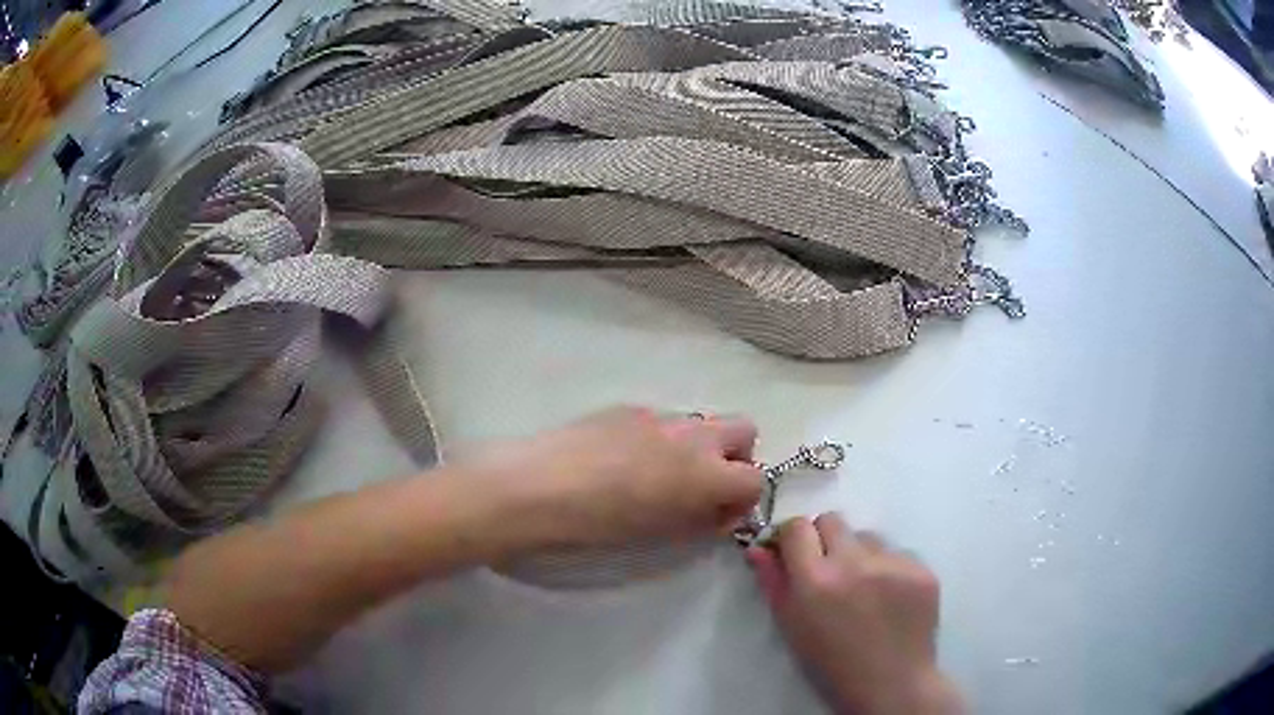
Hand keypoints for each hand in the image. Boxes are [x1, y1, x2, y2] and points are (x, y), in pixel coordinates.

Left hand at [466, 407, 763, 548]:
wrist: (539, 486)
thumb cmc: (601, 523)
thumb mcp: (661, 534)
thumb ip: (702, 521)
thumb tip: (719, 513)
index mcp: (707, 471)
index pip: (755, 478)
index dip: (742, 501)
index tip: (718, 518)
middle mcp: (693, 434)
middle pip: (744, 429)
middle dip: (735, 458)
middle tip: (702, 488)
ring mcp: (659, 415)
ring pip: (701, 422)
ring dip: (696, 447)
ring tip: (656, 475)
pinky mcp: (628, 407)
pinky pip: (662, 421)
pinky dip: (660, 439)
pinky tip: (623, 461)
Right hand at [747, 514, 962, 714]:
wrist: (890, 682)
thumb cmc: (831, 661)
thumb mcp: (792, 627)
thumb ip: (773, 583)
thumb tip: (759, 547)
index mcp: (816, 580)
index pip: (797, 527)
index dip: (793, 538)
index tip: (795, 552)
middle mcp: (855, 563)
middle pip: (832, 520)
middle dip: (825, 539)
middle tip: (829, 569)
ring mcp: (894, 563)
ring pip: (868, 537)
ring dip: (860, 554)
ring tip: (864, 589)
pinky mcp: (921, 568)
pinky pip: (898, 553)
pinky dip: (889, 569)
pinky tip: (890, 597)